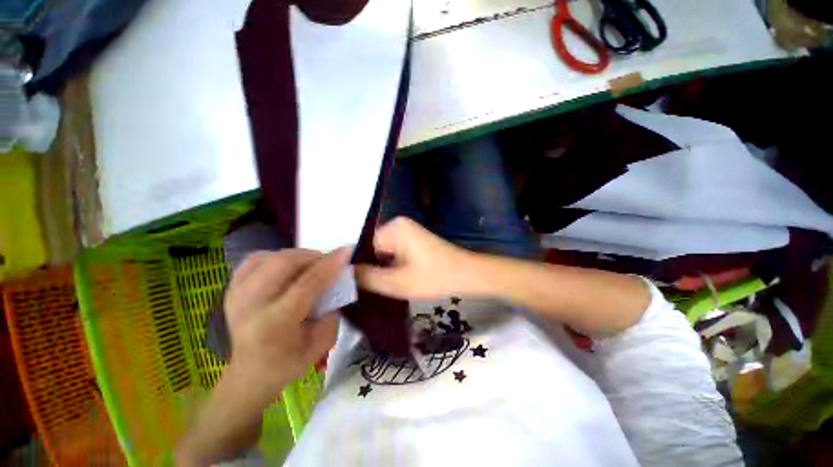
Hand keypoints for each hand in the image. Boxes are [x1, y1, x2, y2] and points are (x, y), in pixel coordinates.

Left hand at [224, 248, 348, 406]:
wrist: (250, 374)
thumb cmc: (288, 363)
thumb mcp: (321, 344)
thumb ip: (332, 311)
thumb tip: (335, 284)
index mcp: (275, 324)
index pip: (306, 285)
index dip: (328, 265)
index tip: (346, 251)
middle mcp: (251, 306)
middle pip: (282, 264)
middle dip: (311, 256)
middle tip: (327, 260)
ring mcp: (236, 296)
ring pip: (267, 257)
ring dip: (295, 255)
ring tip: (309, 263)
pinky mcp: (231, 291)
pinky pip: (253, 261)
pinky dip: (274, 256)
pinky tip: (286, 265)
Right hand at [355, 217, 477, 299]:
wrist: (467, 274)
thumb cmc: (435, 277)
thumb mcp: (397, 282)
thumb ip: (367, 278)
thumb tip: (343, 274)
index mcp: (394, 228)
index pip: (362, 245)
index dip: (357, 266)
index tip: (351, 284)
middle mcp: (398, 224)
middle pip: (372, 248)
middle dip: (369, 267)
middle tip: (364, 288)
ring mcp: (406, 231)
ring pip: (382, 251)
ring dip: (380, 267)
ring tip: (375, 285)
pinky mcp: (413, 239)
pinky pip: (393, 251)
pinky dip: (390, 265)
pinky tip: (389, 279)